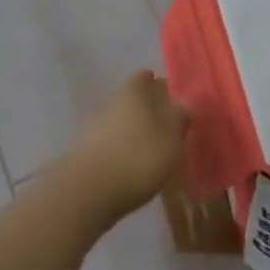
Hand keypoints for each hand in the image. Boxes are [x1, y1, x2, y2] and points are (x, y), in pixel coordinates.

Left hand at [63, 71, 189, 225]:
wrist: (86, 193)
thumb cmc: (138, 158)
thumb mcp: (171, 140)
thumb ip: (180, 119)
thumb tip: (184, 104)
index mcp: (135, 90)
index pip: (147, 77)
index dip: (160, 87)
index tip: (172, 101)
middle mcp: (114, 100)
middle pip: (134, 99)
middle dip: (148, 110)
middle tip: (167, 128)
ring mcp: (96, 126)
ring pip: (122, 121)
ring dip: (135, 132)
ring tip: (153, 152)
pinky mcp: (86, 151)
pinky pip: (111, 144)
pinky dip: (122, 151)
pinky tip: (133, 169)